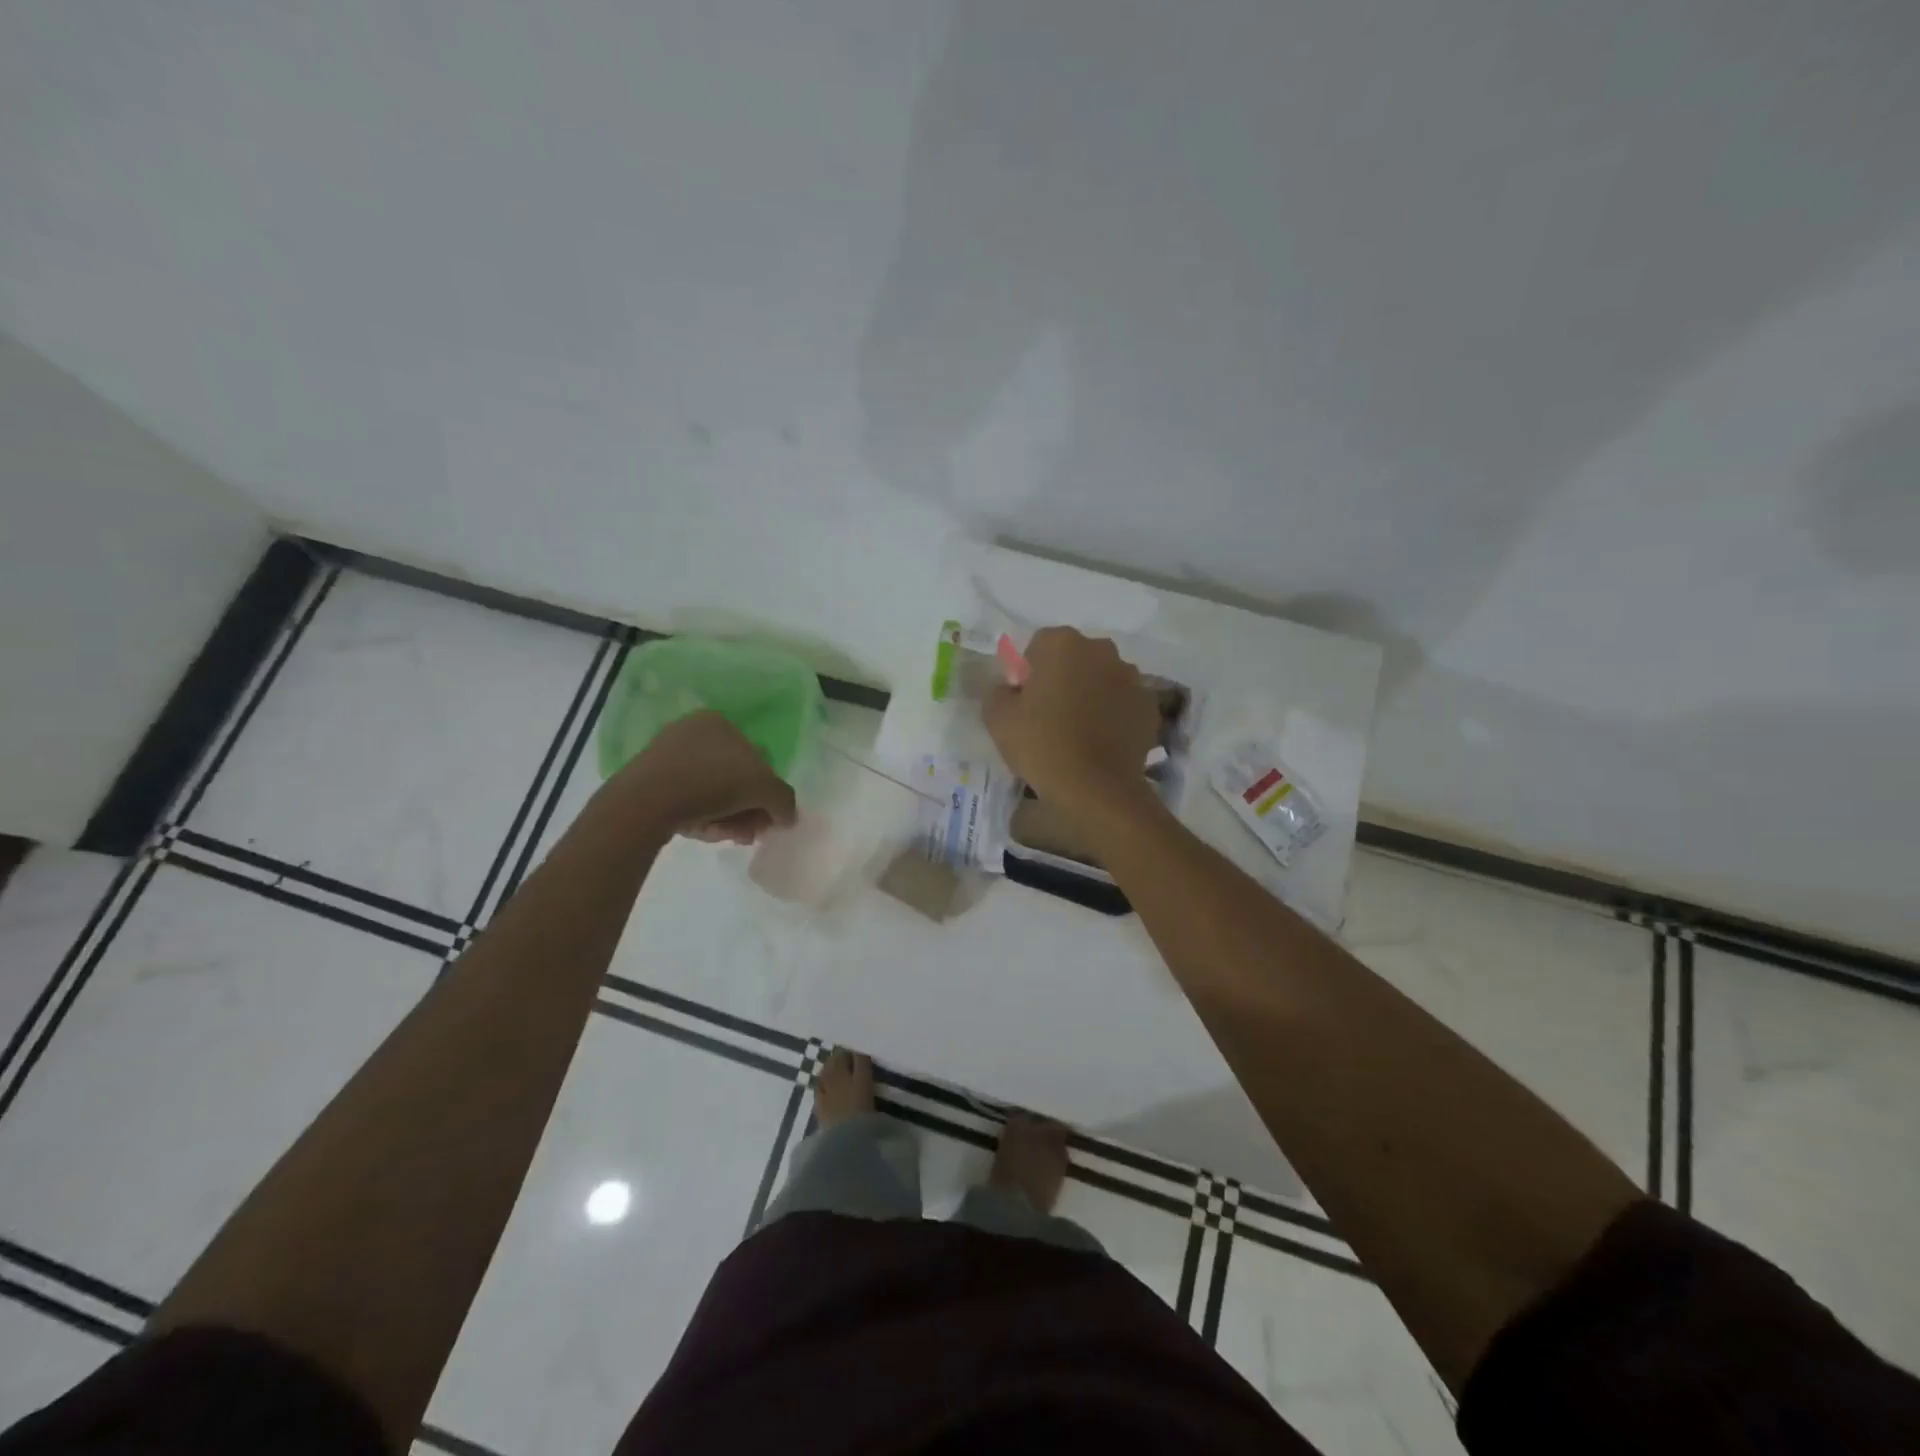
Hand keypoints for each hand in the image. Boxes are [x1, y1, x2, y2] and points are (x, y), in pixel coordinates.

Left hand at [619, 710, 797, 843]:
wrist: (644, 802)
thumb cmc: (712, 782)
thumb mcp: (765, 789)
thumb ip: (784, 801)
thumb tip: (788, 816)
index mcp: (720, 722)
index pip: (757, 759)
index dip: (767, 792)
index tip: (767, 820)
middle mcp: (693, 732)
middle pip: (735, 778)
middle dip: (748, 809)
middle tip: (751, 833)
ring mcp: (668, 756)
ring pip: (713, 792)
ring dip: (729, 817)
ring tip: (728, 837)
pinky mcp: (650, 781)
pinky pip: (687, 800)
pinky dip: (703, 817)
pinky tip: (704, 833)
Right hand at [984, 627, 1159, 817]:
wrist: (1095, 789)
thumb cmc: (1041, 745)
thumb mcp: (997, 718)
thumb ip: (997, 692)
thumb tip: (1008, 689)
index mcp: (1063, 643)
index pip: (1039, 646)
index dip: (1029, 673)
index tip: (1025, 702)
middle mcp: (1102, 650)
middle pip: (1075, 658)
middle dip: (1063, 678)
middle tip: (1050, 715)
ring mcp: (1131, 677)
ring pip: (1102, 678)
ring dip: (1091, 694)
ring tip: (1078, 731)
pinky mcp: (1149, 706)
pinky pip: (1123, 703)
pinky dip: (1113, 715)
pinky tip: (1101, 742)